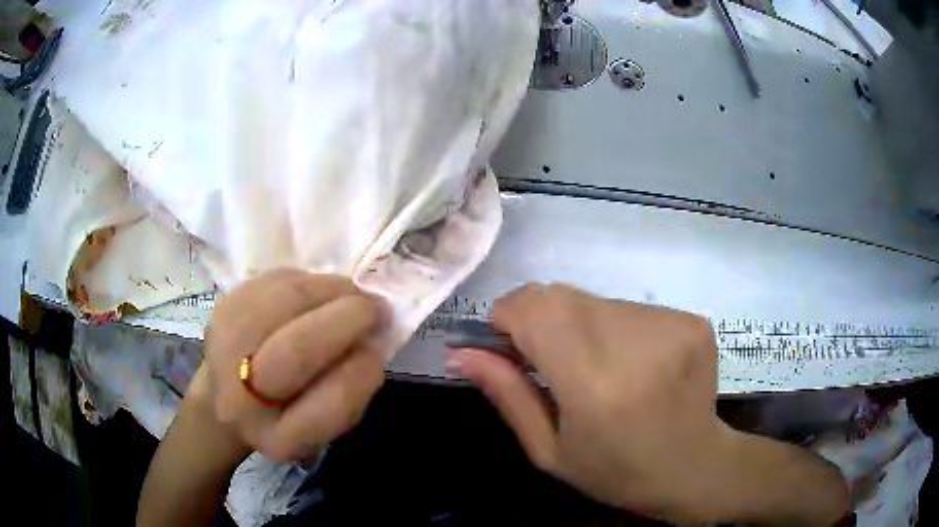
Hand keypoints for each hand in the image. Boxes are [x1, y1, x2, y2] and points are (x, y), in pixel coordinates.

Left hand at [197, 269, 386, 461]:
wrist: (227, 395)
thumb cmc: (289, 412)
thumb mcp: (326, 423)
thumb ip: (353, 390)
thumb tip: (373, 337)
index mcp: (281, 438)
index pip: (329, 406)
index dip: (362, 372)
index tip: (379, 351)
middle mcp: (244, 398)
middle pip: (297, 350)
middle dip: (348, 318)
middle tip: (376, 308)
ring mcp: (225, 345)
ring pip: (286, 301)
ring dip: (331, 290)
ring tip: (351, 295)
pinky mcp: (224, 305)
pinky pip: (276, 280)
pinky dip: (308, 281)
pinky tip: (319, 292)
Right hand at [448, 283, 848, 524]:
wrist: (695, 468)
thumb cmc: (616, 473)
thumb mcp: (550, 451)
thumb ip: (507, 395)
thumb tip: (463, 352)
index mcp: (595, 387)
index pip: (535, 310)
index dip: (509, 316)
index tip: (507, 343)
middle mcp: (636, 346)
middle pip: (562, 296)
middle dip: (540, 320)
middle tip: (551, 363)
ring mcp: (671, 326)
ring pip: (595, 301)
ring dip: (580, 326)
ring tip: (597, 370)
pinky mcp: (691, 320)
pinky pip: (629, 308)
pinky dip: (615, 329)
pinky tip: (631, 366)